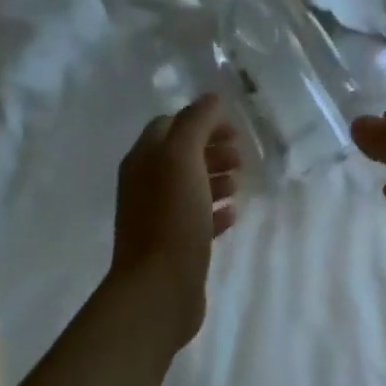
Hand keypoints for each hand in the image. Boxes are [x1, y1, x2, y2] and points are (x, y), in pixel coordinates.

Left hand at [110, 93, 239, 347]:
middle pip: (180, 156)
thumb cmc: (172, 219)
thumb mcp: (183, 160)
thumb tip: (211, 98)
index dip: (201, 122)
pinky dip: (215, 211)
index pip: (169, 126)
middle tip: (241, 157)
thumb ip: (196, 124)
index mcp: (144, 160)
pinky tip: (233, 214)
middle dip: (211, 150)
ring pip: (190, 187)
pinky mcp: (174, 245)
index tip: (233, 129)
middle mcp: (146, 185)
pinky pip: (196, 219)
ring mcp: (158, 217)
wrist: (159, 287)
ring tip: (240, 184)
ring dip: (215, 179)